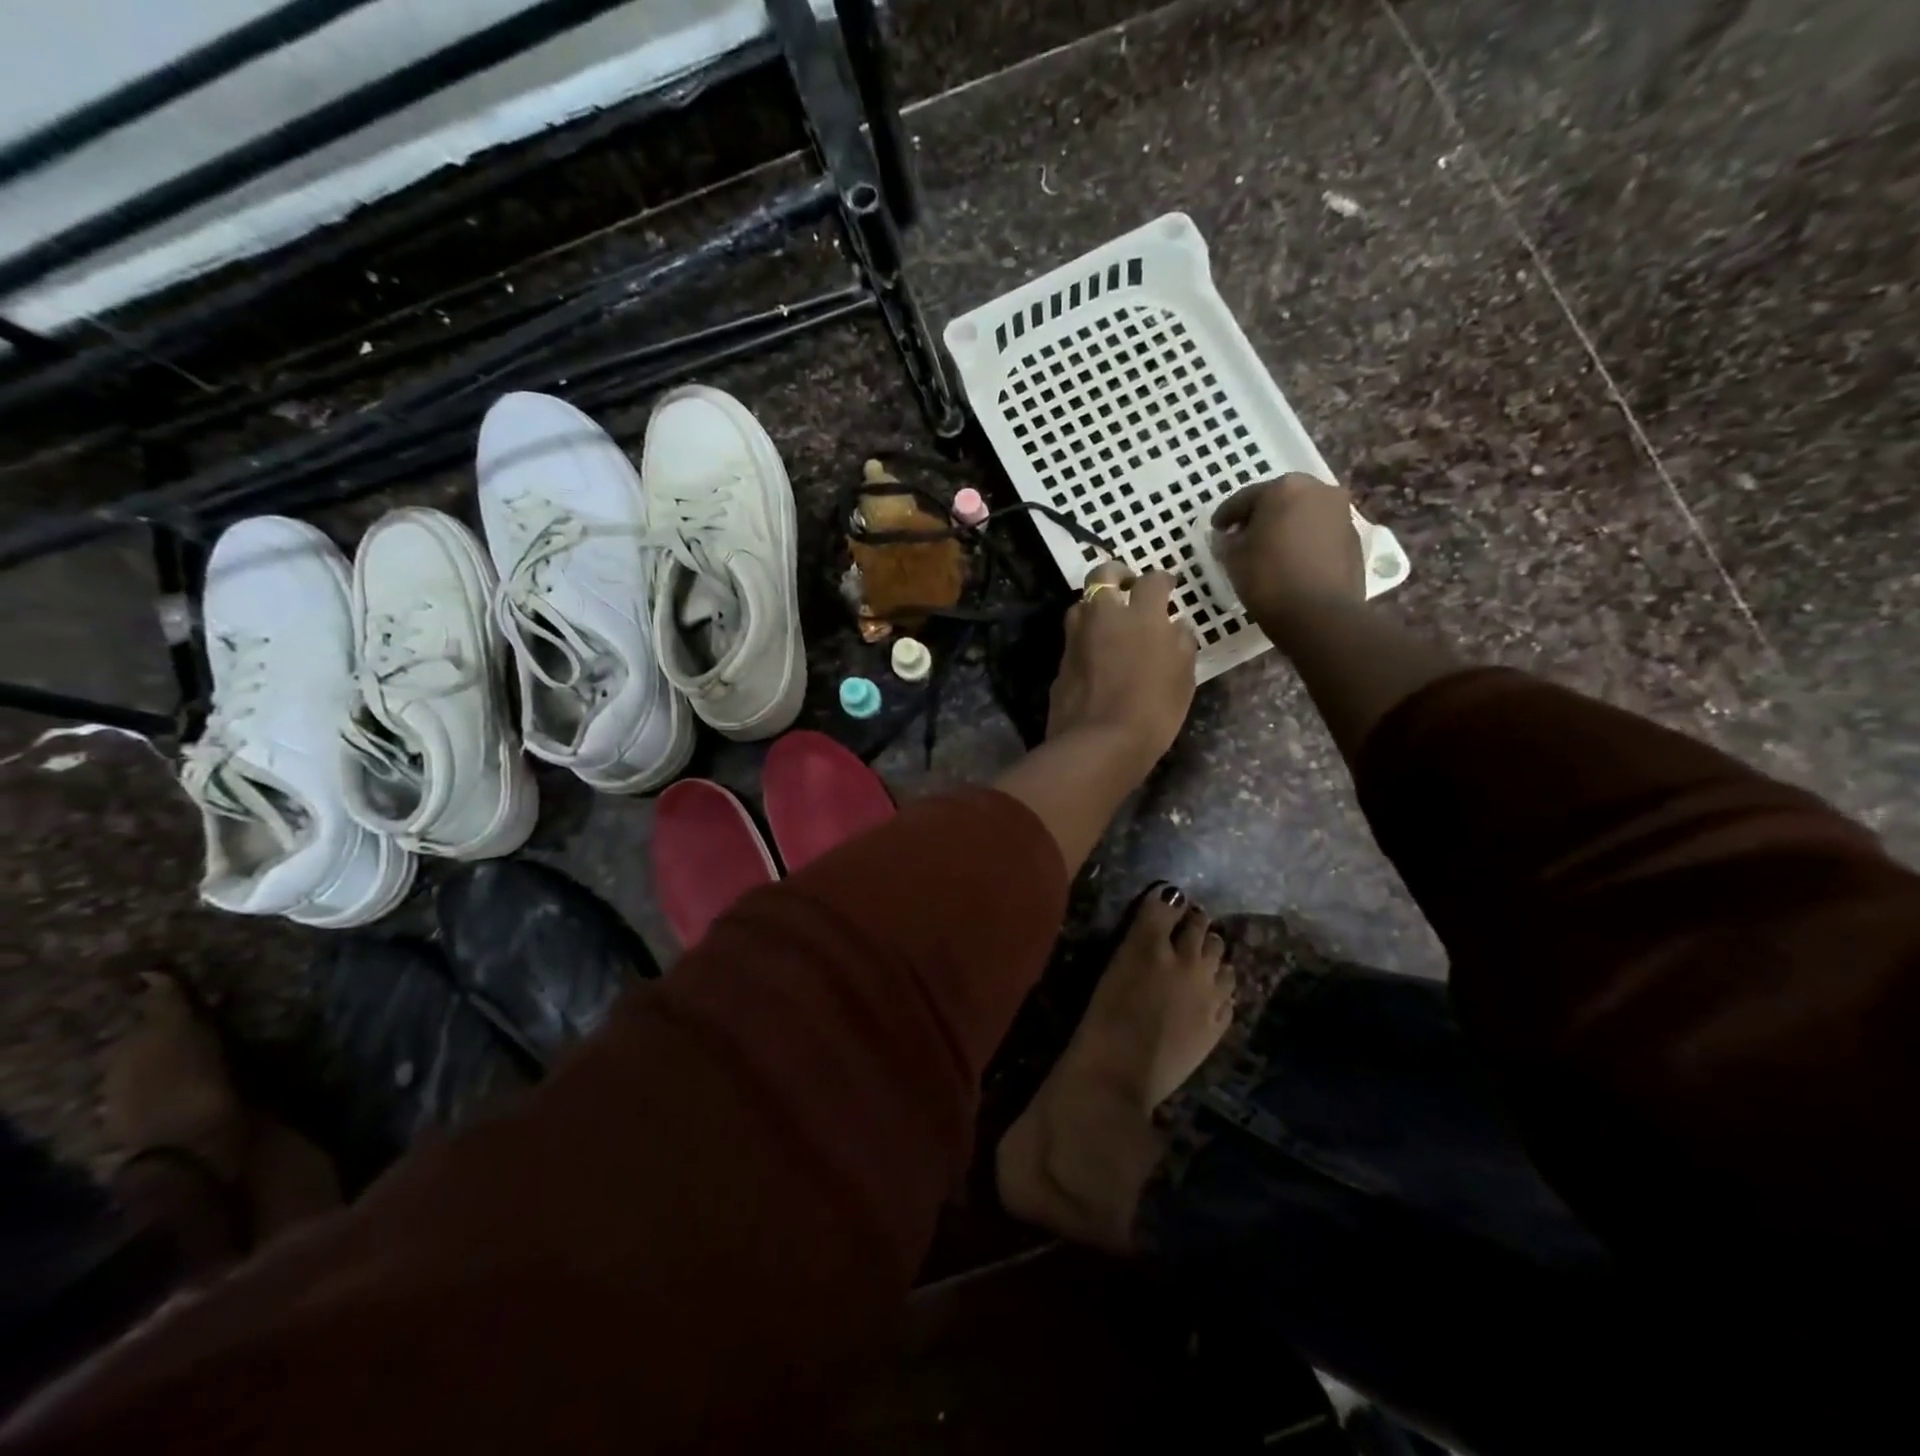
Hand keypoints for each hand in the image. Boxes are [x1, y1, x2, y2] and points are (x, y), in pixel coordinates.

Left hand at [1047, 562, 1197, 768]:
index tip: (1168, 585)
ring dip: (1095, 606)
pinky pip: (1073, 638)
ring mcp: (1076, 638)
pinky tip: (1096, 654)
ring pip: (1080, 605)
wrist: (1098, 743)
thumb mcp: (1183, 679)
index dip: (1162, 580)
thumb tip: (1176, 625)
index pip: (1152, 581)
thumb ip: (1181, 644)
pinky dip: (1085, 637)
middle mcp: (1103, 617)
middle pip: (1102, 576)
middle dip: (1116, 574)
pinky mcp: (1061, 662)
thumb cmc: (1152, 712)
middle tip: (1127, 585)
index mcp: (1141, 616)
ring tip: (1109, 621)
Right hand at [1211, 475, 1365, 642]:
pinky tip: (1291, 561)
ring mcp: (1341, 513)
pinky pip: (1319, 533)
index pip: (1244, 498)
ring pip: (1303, 515)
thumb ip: (1226, 542)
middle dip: (1259, 516)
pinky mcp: (1354, 538)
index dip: (1226, 515)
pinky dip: (1303, 541)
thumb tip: (1227, 537)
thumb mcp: (1233, 559)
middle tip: (1242, 537)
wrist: (1320, 613)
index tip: (1215, 530)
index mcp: (1284, 488)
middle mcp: (1317, 490)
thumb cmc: (1269, 578)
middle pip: (1279, 500)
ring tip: (1268, 550)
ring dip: (1284, 527)